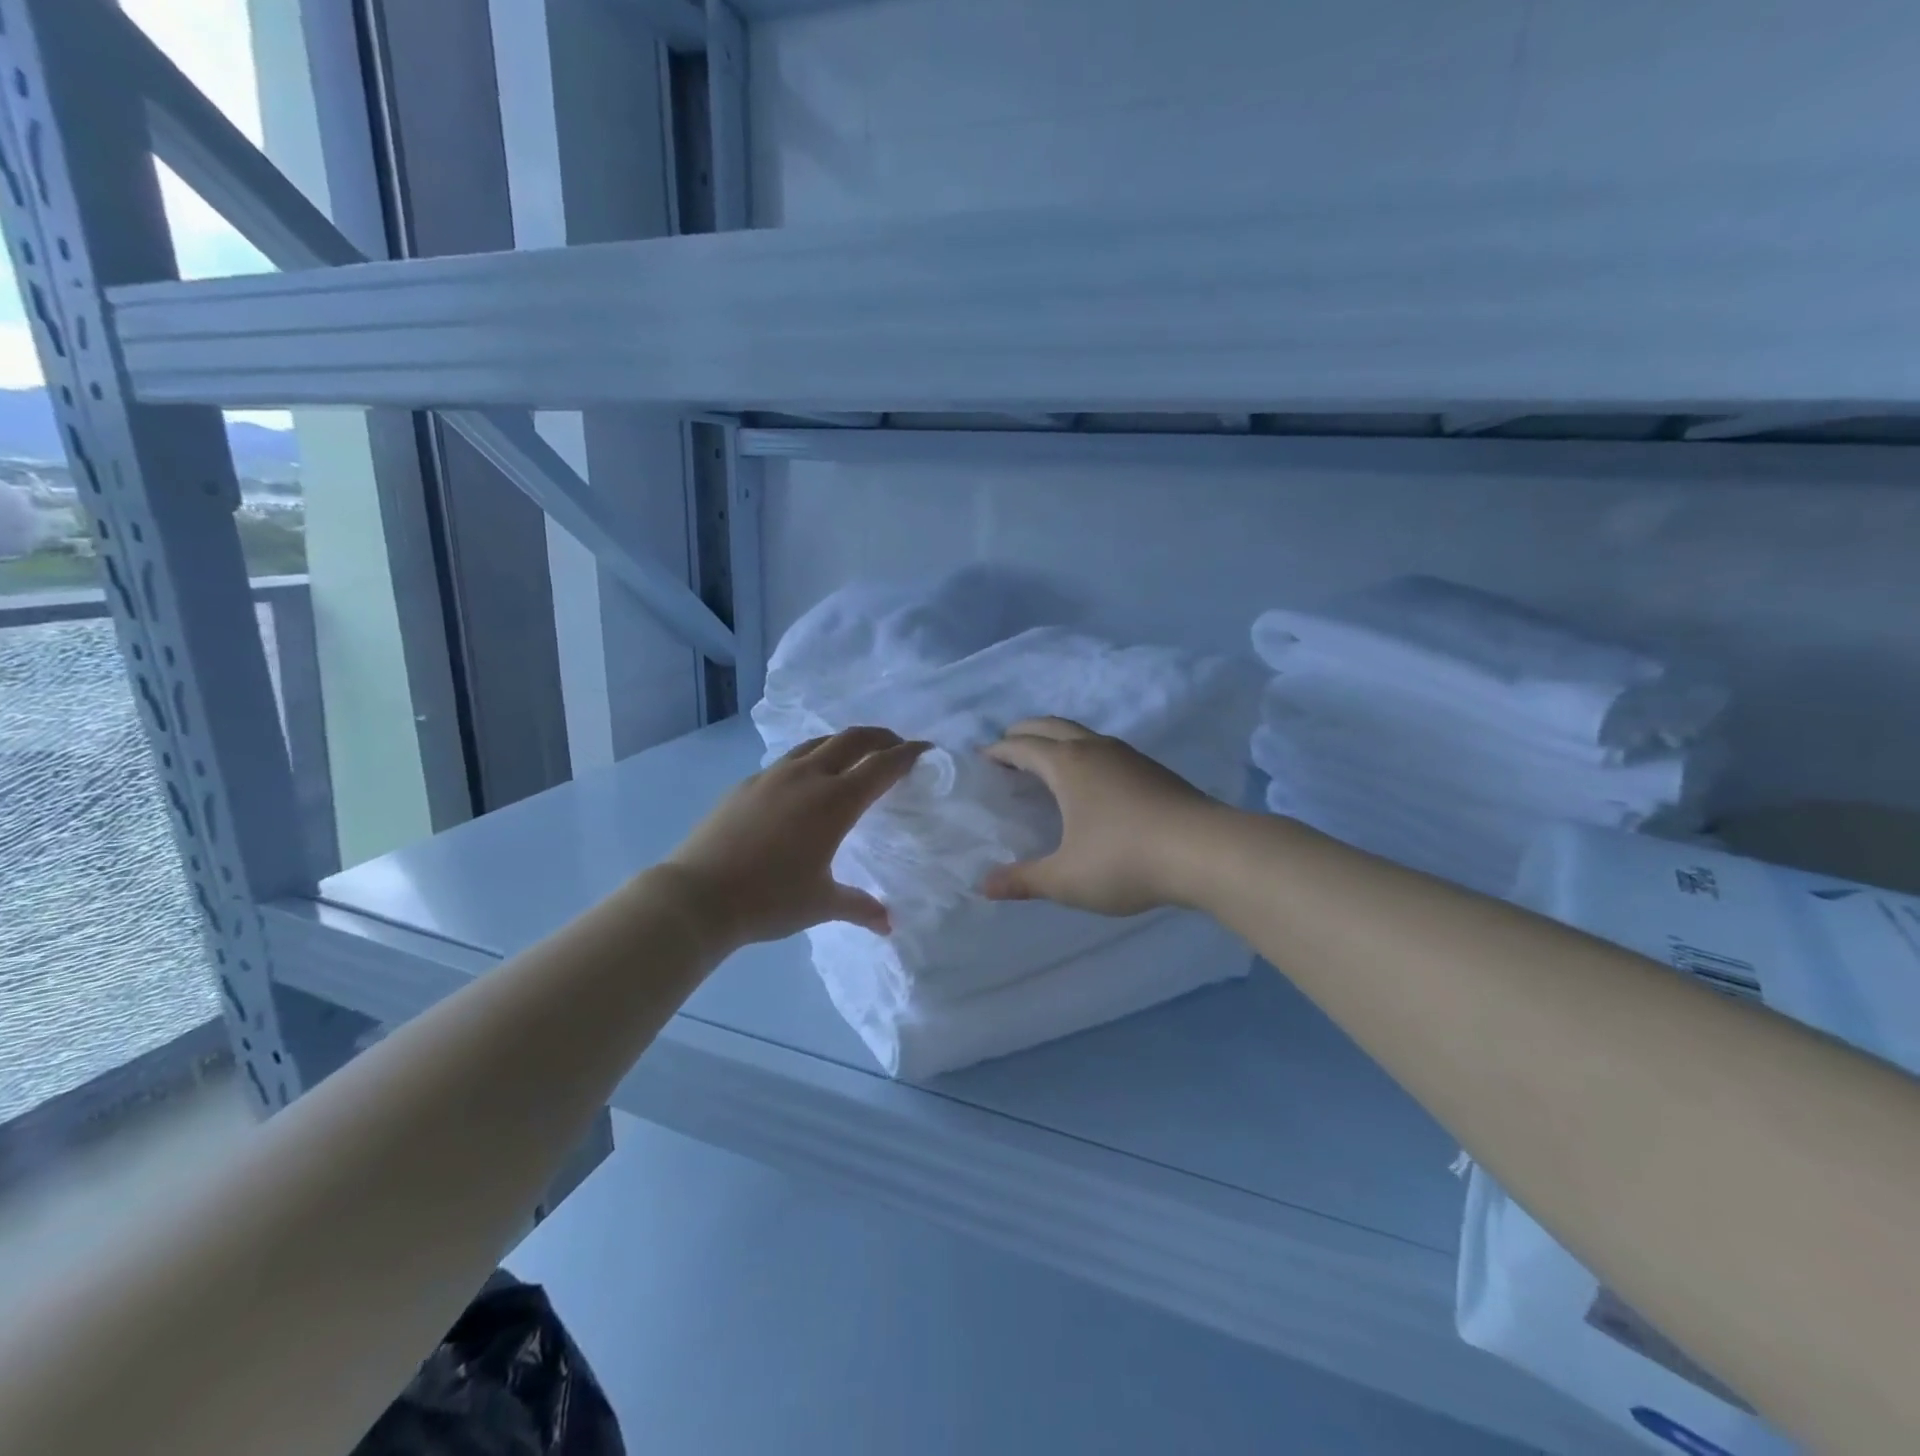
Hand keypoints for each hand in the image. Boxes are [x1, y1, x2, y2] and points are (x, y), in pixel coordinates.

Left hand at [665, 727, 929, 949]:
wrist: (698, 895)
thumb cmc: (770, 899)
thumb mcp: (821, 904)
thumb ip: (859, 906)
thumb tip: (887, 924)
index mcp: (835, 801)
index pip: (882, 766)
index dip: (907, 755)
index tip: (925, 750)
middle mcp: (808, 777)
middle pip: (852, 739)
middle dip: (880, 737)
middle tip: (896, 745)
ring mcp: (773, 775)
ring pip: (817, 743)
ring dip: (843, 742)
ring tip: (854, 755)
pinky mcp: (747, 783)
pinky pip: (789, 760)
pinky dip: (811, 758)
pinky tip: (805, 781)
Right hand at [979, 717, 1222, 915]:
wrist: (1205, 852)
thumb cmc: (1124, 860)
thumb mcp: (1066, 879)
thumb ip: (1023, 880)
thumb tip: (983, 886)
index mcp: (1067, 765)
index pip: (1022, 747)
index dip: (998, 751)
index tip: (982, 758)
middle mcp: (1094, 749)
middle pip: (1051, 726)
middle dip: (1024, 732)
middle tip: (1007, 747)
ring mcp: (1128, 756)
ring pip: (1082, 733)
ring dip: (1057, 739)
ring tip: (1046, 762)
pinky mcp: (1152, 769)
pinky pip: (1105, 749)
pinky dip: (1083, 753)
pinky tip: (1091, 782)